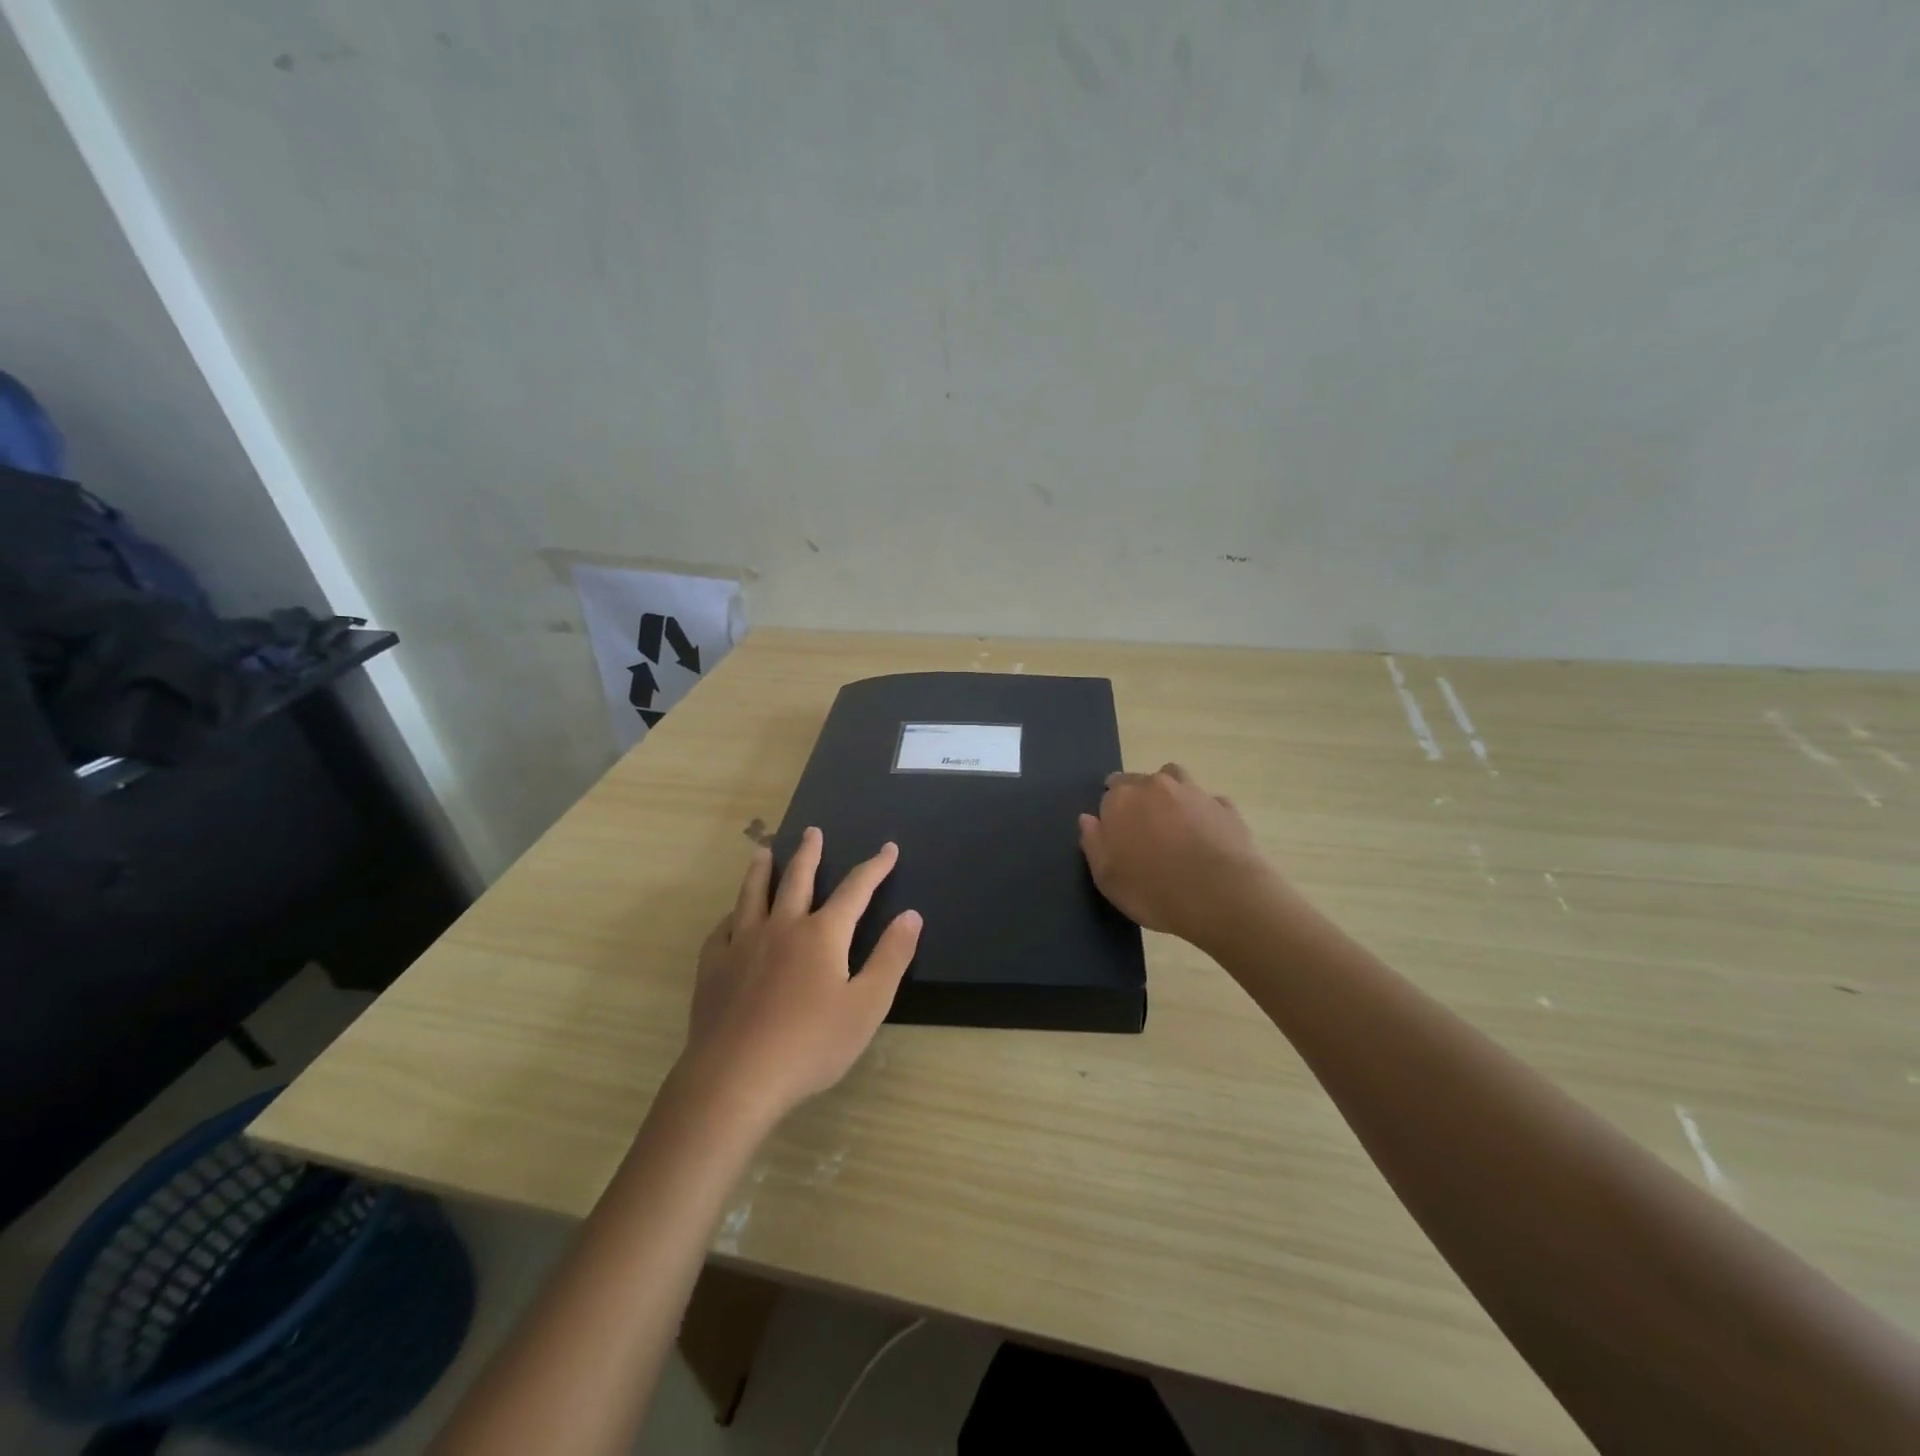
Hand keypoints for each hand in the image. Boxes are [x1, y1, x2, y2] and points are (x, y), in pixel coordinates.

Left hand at [681, 828, 921, 1120]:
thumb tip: (911, 915)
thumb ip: (891, 957)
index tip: (888, 848)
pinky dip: (732, 914)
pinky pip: (723, 927)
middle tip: (812, 831)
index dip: (875, 867)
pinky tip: (732, 916)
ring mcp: (742, 943)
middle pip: (798, 879)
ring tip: (764, 850)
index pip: (856, 890)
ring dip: (762, 869)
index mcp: (822, 934)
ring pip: (753, 894)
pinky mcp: (713, 965)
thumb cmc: (810, 1045)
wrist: (735, 1077)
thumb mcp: (867, 1006)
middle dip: (810, 853)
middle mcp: (782, 926)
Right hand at [1079, 763, 1272, 945]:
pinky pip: (1208, 803)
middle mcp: (1157, 785)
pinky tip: (1206, 838)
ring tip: (1174, 826)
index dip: (1112, 813)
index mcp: (1122, 799)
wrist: (1221, 897)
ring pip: (1176, 780)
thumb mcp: (1107, 878)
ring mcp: (1194, 792)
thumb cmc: (1153, 890)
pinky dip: (1204, 814)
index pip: (1110, 792)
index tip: (1117, 836)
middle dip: (1139, 800)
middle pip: (1141, 782)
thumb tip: (1087, 818)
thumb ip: (1093, 843)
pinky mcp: (1225, 807)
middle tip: (1144, 833)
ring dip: (1171, 795)